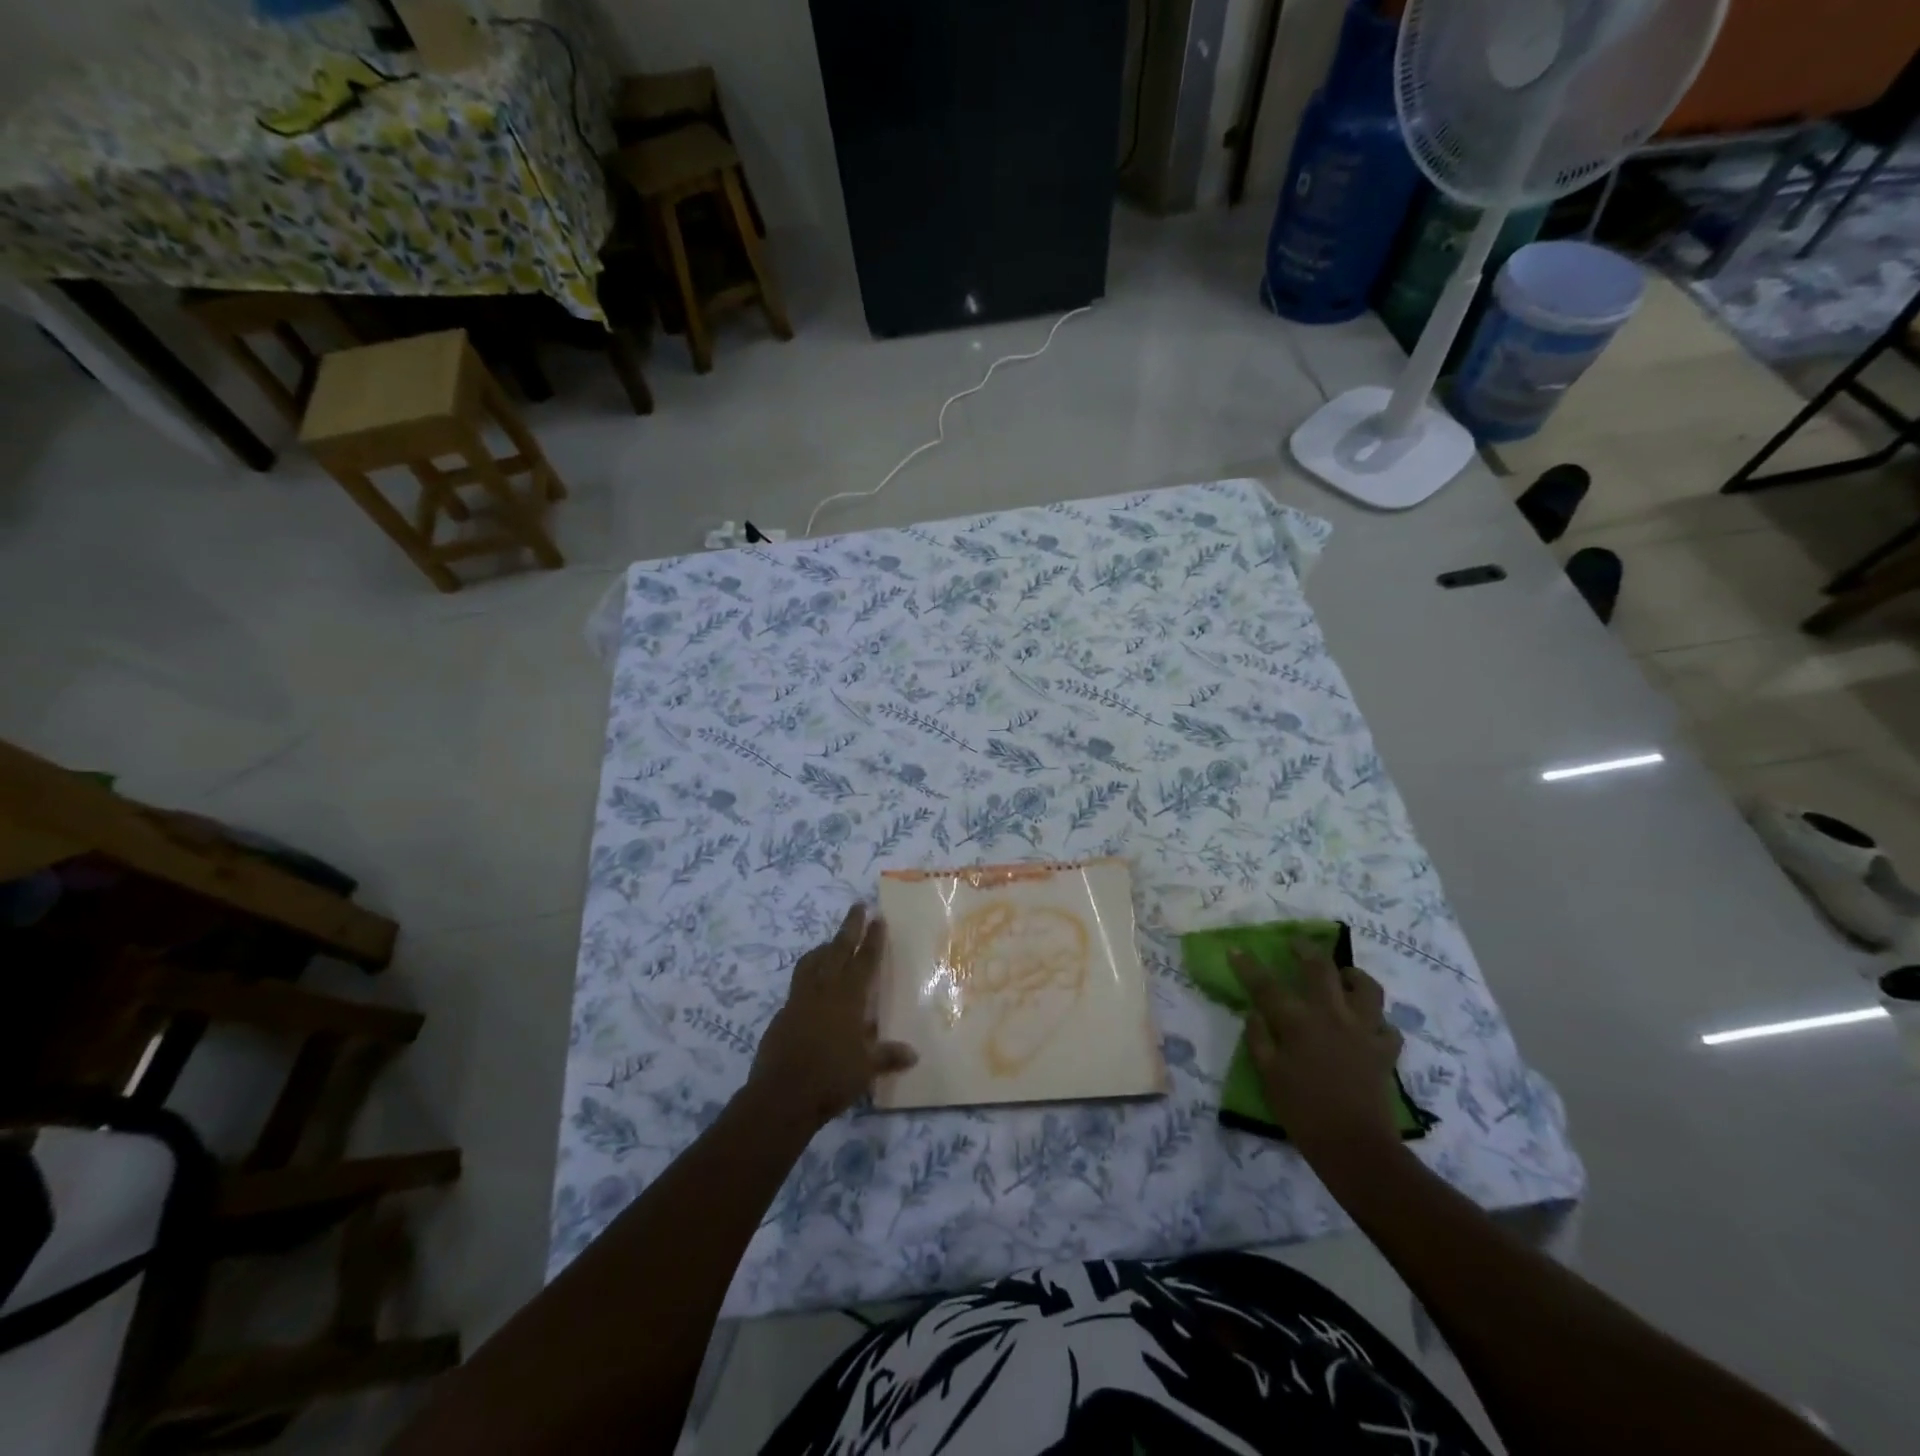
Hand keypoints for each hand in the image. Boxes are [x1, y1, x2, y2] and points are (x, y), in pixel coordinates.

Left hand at [748, 903, 916, 1130]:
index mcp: (848, 998)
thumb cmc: (831, 1078)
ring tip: (830, 942)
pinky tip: (812, 987)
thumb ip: (888, 1056)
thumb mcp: (866, 1068)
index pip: (864, 961)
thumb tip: (913, 1054)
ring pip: (812, 962)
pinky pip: (798, 984)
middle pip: (837, 950)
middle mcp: (824, 991)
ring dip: (823, 948)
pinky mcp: (783, 1014)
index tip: (878, 918)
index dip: (873, 939)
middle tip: (857, 906)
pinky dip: (808, 975)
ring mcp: (799, 1000)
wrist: (781, 1095)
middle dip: (849, 927)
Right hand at [1231, 938, 1404, 1163]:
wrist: (1354, 1147)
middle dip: (1305, 949)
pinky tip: (1368, 1025)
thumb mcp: (1268, 1076)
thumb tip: (1254, 1012)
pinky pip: (1387, 1026)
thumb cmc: (1303, 1112)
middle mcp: (1332, 1016)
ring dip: (1353, 976)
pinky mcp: (1385, 1050)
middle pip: (1320, 969)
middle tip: (1296, 943)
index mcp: (1297, 1022)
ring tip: (1344, 976)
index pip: (1266, 985)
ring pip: (1366, 988)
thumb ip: (1259, 1039)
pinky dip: (1377, 1021)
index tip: (1236, 949)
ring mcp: (1363, 1030)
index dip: (1248, 965)